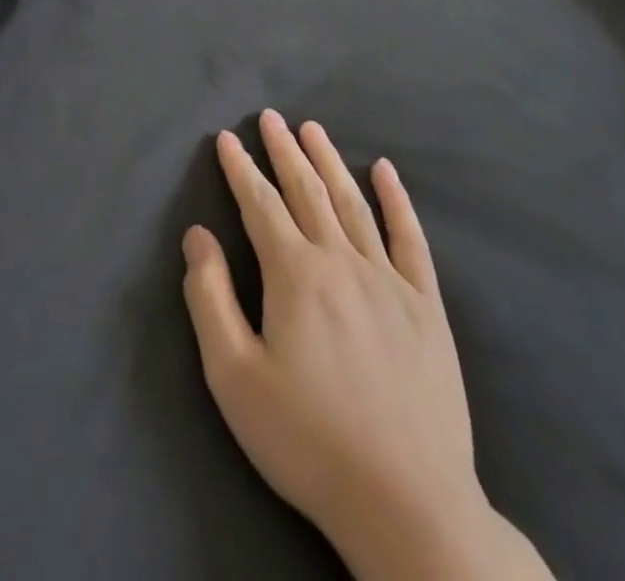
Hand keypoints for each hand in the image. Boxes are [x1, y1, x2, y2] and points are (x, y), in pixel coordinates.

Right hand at [183, 112, 552, 580]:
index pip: (260, 204)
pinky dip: (397, 200)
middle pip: (307, 191)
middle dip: (283, 150)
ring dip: (329, 161)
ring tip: (312, 129)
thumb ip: (210, 298)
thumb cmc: (308, 441)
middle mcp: (342, 262)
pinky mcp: (427, 307)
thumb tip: (197, 236)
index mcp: (295, 275)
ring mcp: (390, 281)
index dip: (240, 169)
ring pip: (353, 203)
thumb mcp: (234, 377)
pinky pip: (411, 239)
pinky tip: (386, 172)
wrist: (409, 506)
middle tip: (269, 117)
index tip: (227, 138)